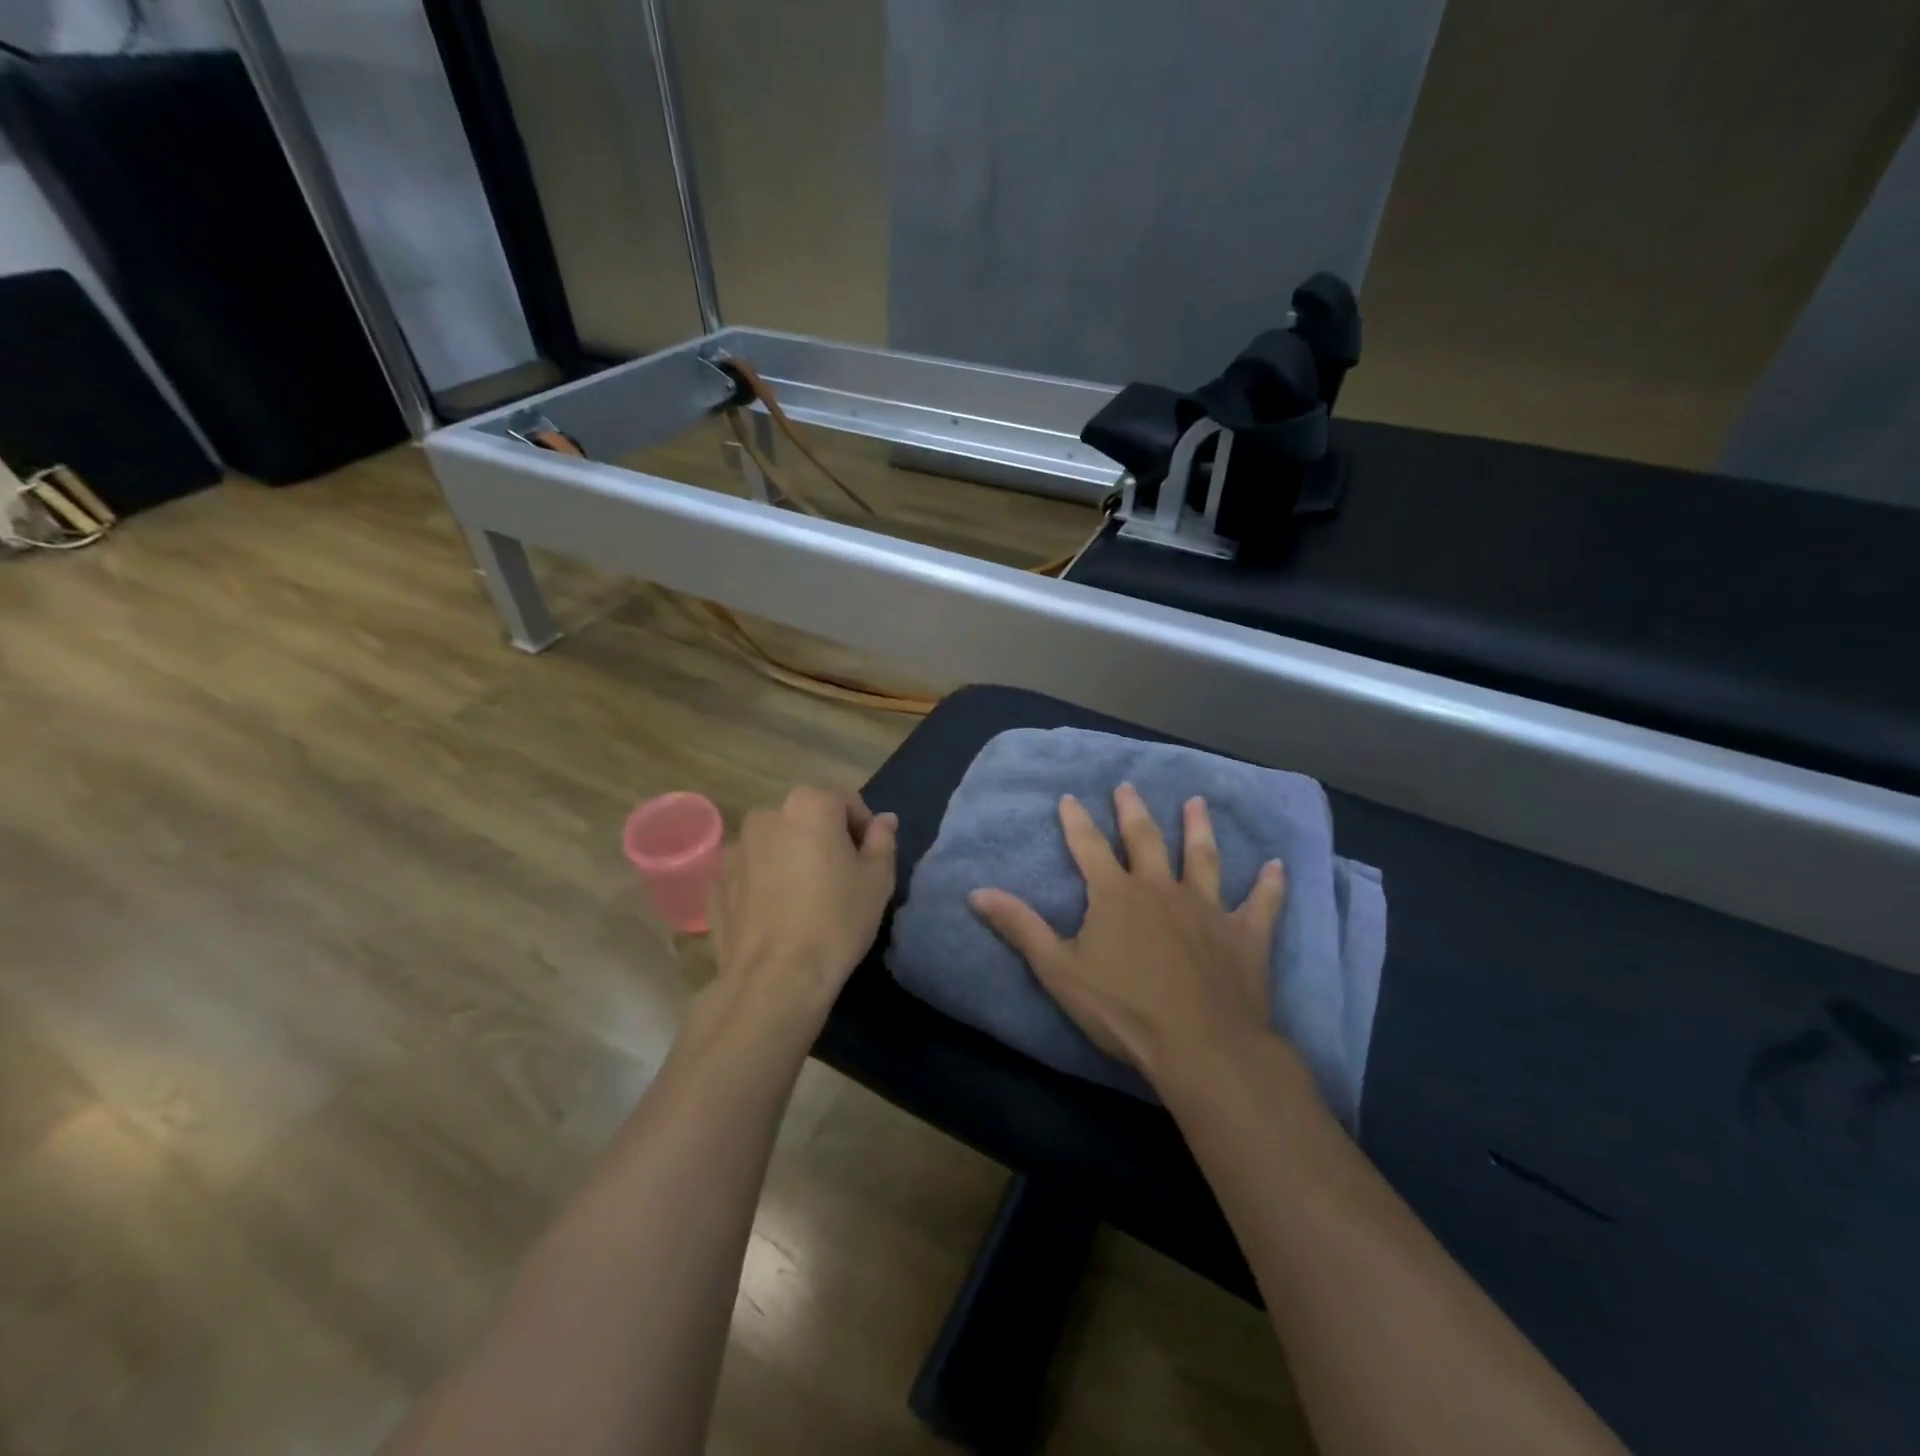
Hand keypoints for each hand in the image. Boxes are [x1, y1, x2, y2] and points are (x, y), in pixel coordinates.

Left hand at [706, 786, 897, 1029]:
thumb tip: (884, 820)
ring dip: (791, 858)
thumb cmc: (837, 920)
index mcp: (809, 805)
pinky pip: (750, 871)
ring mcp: (735, 848)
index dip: (863, 827)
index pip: (845, 800)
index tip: (869, 859)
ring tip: (805, 898)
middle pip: (806, 818)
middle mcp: (767, 815)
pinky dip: (764, 882)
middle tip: (840, 878)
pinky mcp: (715, 881)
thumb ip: (882, 840)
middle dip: (824, 838)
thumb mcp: (877, 880)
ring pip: (775, 843)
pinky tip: (777, 915)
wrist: (776, 978)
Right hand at [969, 785, 1285, 1087]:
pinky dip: (1270, 884)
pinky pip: (1260, 903)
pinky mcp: (1244, 934)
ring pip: (1202, 858)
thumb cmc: (1122, 1009)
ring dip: (1198, 829)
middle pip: (1144, 840)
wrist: (1200, 1045)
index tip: (1068, 796)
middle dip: (1132, 812)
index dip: (1076, 821)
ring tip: (1196, 803)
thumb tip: (976, 892)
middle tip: (1128, 786)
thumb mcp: (1058, 970)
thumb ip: (1020, 927)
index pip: (1088, 847)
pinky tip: (1277, 865)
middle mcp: (1160, 889)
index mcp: (1115, 895)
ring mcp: (1206, 908)